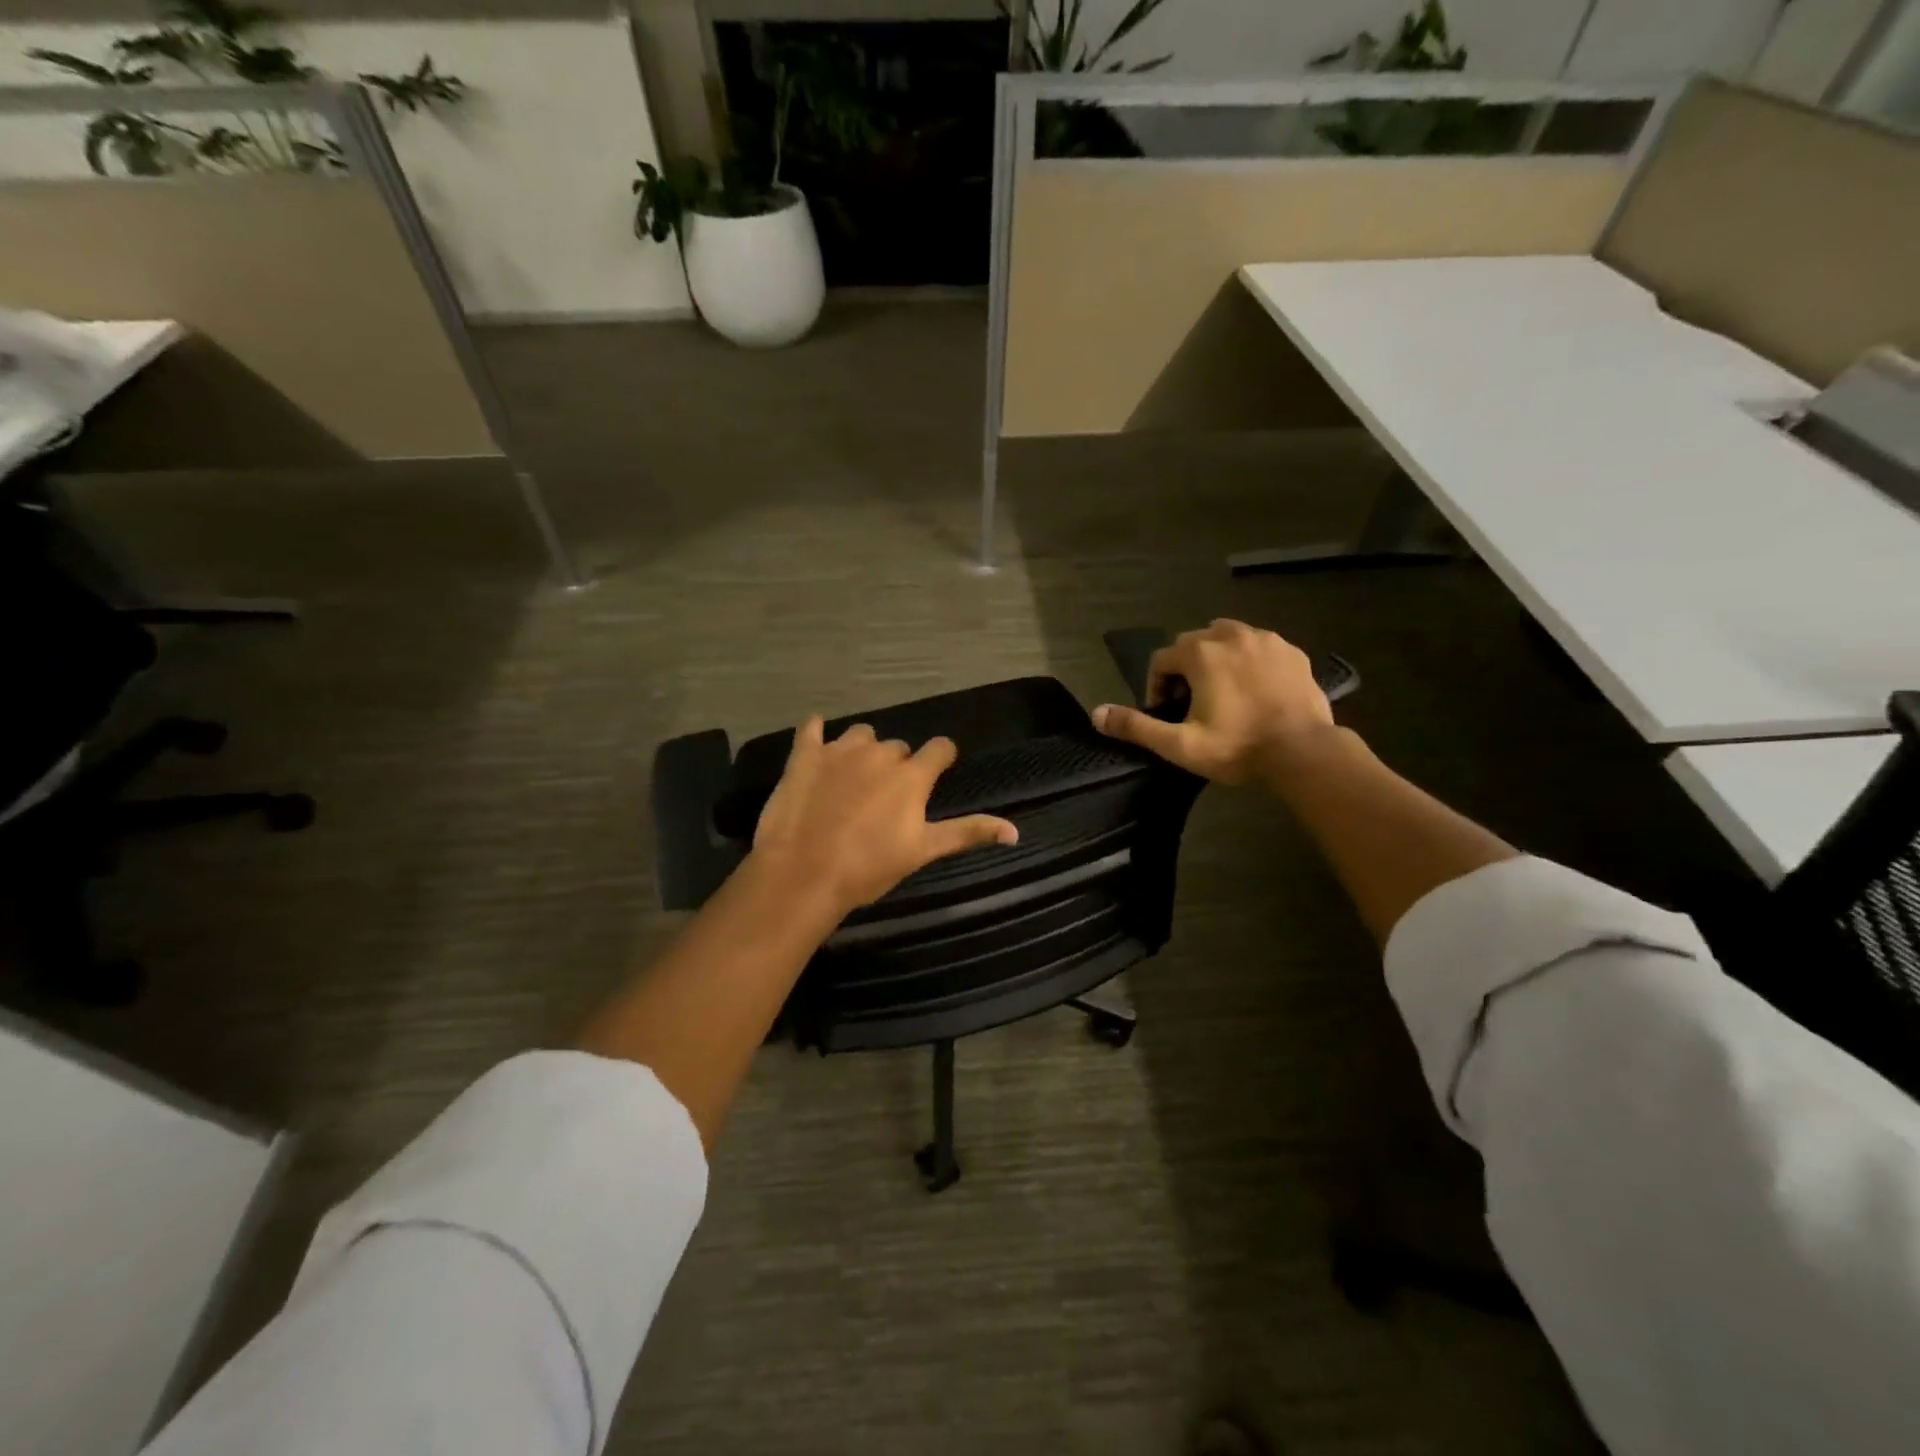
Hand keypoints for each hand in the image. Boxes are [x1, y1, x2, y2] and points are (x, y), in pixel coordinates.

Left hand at [750, 718, 1018, 915]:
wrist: (803, 873)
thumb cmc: (868, 867)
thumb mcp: (923, 851)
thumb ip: (967, 833)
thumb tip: (1016, 831)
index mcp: (911, 776)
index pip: (940, 749)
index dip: (942, 757)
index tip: (938, 769)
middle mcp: (879, 753)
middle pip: (898, 746)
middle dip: (897, 764)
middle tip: (885, 795)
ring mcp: (839, 750)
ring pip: (860, 734)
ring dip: (862, 749)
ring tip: (852, 776)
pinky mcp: (804, 755)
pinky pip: (811, 728)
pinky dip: (815, 732)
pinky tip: (815, 742)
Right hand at [1091, 619, 1335, 784]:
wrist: (1303, 752)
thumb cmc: (1236, 748)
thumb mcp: (1179, 744)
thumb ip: (1136, 726)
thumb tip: (1096, 714)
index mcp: (1201, 653)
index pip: (1162, 659)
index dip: (1157, 686)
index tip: (1167, 713)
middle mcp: (1231, 635)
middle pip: (1193, 642)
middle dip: (1186, 668)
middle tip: (1192, 703)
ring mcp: (1266, 640)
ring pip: (1228, 637)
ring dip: (1217, 658)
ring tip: (1223, 692)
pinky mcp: (1293, 651)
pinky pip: (1259, 646)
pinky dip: (1249, 661)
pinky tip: (1255, 690)